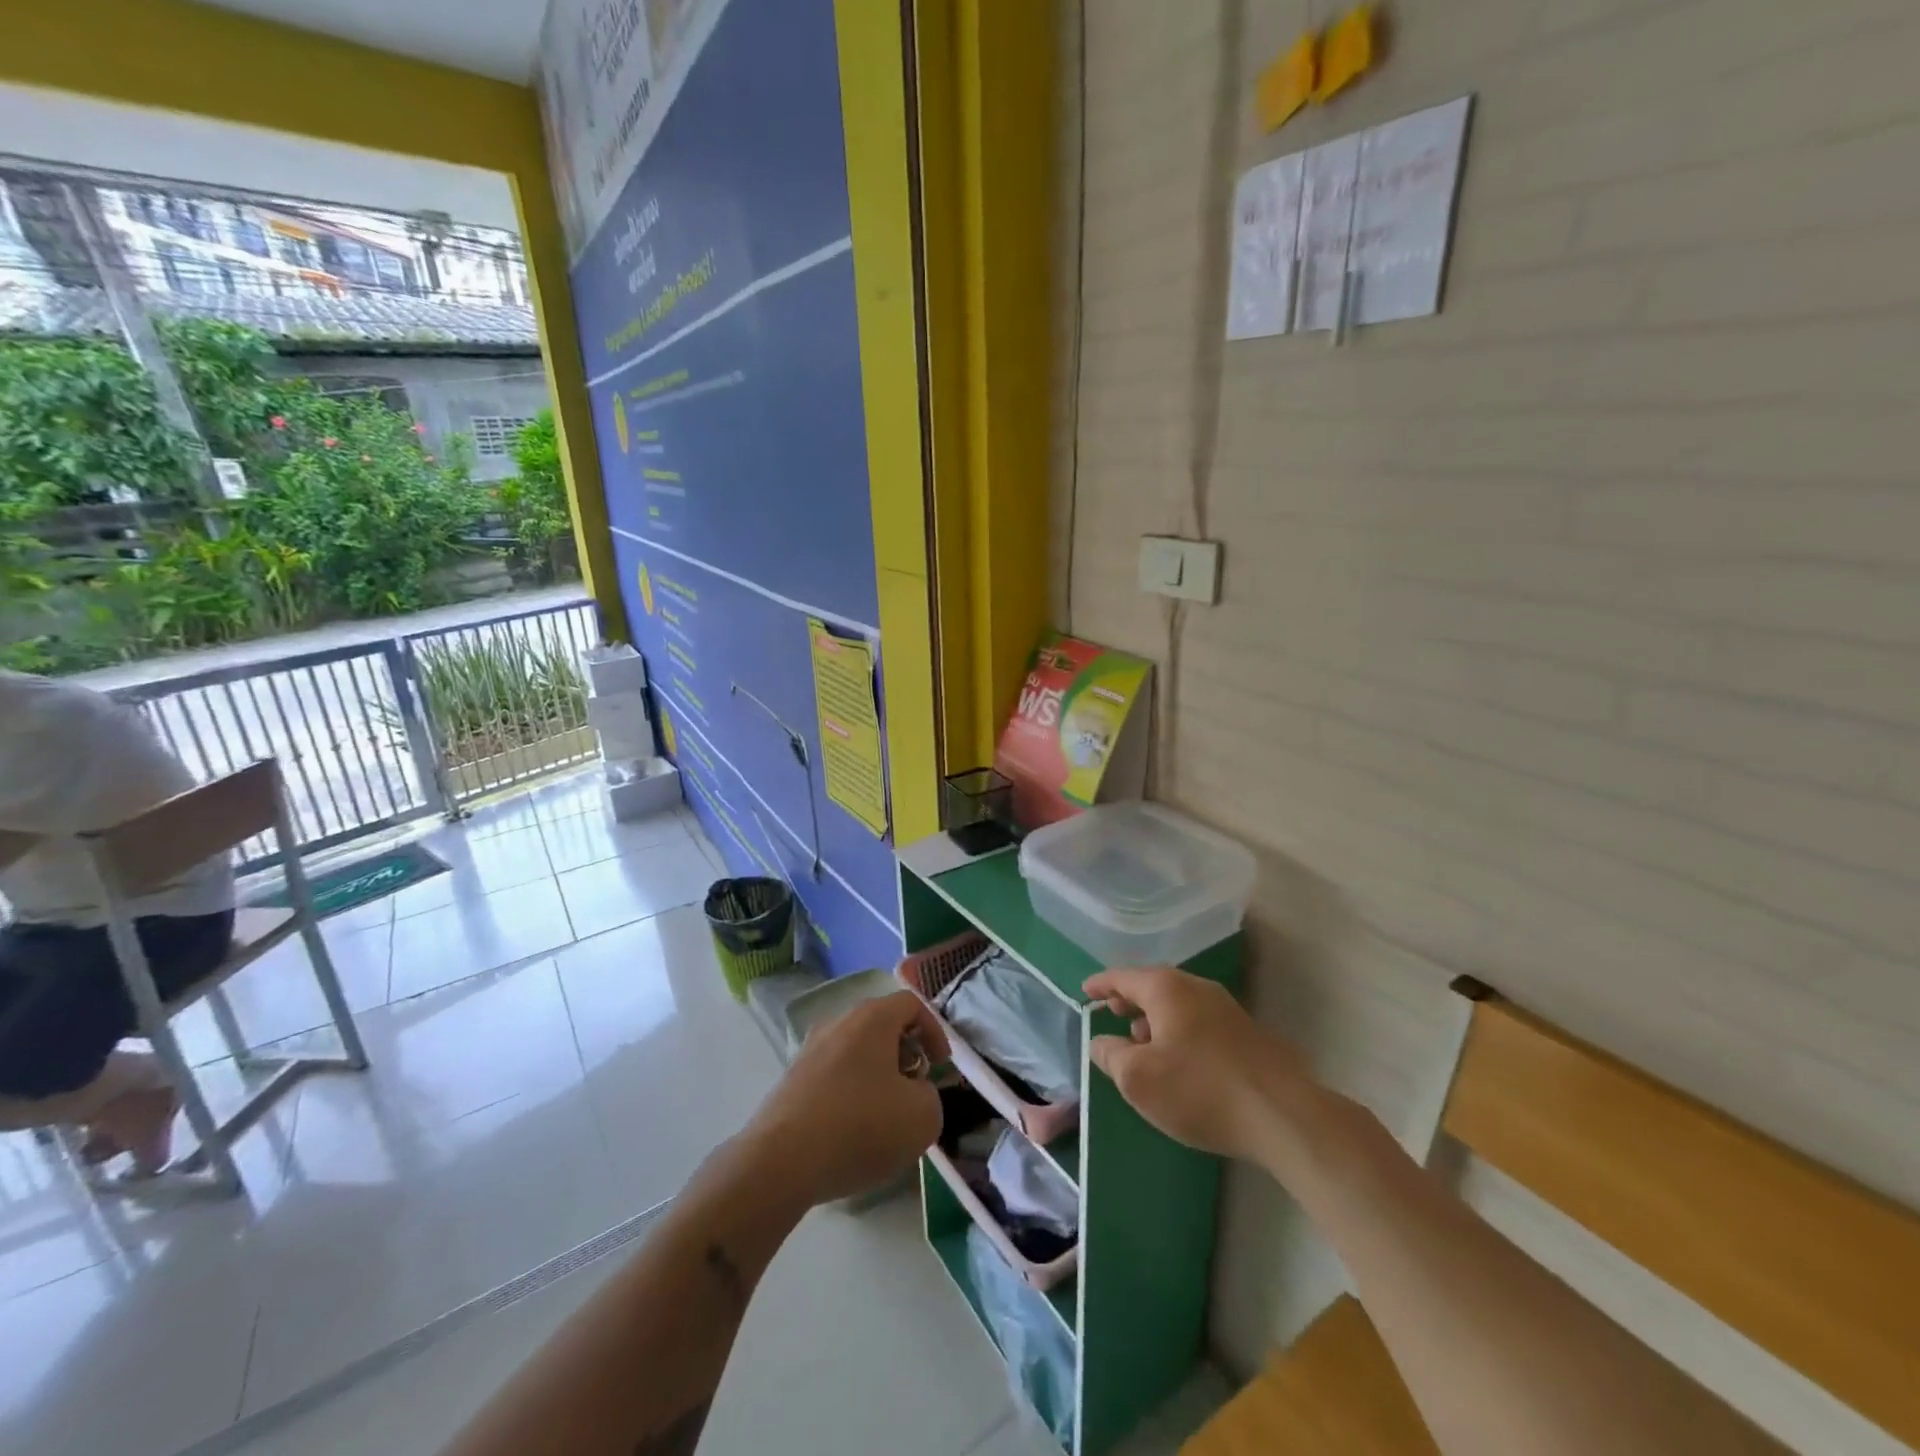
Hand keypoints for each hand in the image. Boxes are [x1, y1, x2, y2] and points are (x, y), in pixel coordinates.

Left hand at [746, 991, 950, 1208]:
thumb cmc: (860, 1127)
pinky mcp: (791, 1081)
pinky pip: (833, 1077)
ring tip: (884, 1119)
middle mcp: (838, 1023)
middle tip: (914, 1092)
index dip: (935, 1032)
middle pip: (882, 1027)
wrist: (780, 1162)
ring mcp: (809, 1051)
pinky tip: (851, 1134)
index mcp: (872, 1018)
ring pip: (856, 1053)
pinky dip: (850, 1095)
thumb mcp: (922, 1117)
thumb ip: (931, 1096)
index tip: (941, 1067)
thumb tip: (914, 1093)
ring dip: (877, 1078)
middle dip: (905, 1056)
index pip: (912, 1004)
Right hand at [1084, 966, 1299, 1162]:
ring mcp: (1226, 1009)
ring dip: (1155, 1017)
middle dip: (1130, 998)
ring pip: (1178, 1004)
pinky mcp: (1246, 1034)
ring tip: (1141, 1042)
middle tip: (1111, 1012)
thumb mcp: (1139, 1079)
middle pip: (1153, 985)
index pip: (1123, 977)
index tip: (1085, 991)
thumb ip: (1111, 1056)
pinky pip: (1198, 1021)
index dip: (1101, 984)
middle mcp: (1196, 988)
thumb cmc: (1199, 1090)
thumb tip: (1101, 1041)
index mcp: (1166, 988)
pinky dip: (1178, 1030)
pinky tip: (1178, 1060)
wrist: (1282, 1116)